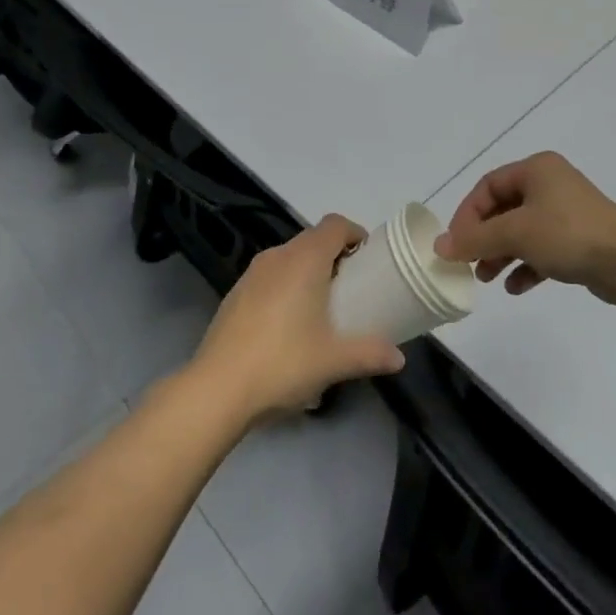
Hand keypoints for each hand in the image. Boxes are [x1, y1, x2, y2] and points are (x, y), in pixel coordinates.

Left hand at [188, 216, 406, 421]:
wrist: (217, 389)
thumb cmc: (283, 363)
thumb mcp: (334, 361)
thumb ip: (370, 354)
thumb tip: (398, 358)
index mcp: (304, 260)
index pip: (335, 225)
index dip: (355, 234)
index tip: (369, 259)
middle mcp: (277, 257)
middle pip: (313, 239)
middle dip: (336, 256)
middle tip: (353, 287)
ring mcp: (251, 275)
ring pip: (289, 258)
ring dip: (310, 271)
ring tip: (323, 307)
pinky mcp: (235, 294)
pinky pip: (270, 277)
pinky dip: (287, 287)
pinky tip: (289, 325)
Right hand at [433, 152, 615, 304]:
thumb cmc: (568, 234)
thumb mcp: (515, 233)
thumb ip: (475, 239)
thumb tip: (439, 246)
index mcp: (536, 170)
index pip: (488, 186)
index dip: (467, 214)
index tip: (456, 244)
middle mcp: (550, 185)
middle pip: (503, 210)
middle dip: (483, 238)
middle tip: (468, 263)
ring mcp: (566, 213)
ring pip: (521, 232)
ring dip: (501, 254)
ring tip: (486, 278)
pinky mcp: (578, 240)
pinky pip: (542, 250)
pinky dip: (526, 266)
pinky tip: (516, 287)